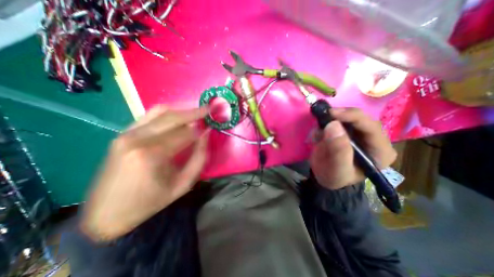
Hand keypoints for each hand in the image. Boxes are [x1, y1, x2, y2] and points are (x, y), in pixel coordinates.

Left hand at [79, 105, 209, 240]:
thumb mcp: (184, 184)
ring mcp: (126, 133)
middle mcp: (137, 138)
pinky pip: (149, 115)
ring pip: (161, 111)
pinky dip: (168, 113)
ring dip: (182, 110)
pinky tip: (178, 116)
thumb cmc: (151, 202)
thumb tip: (205, 134)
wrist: (106, 214)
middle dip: (194, 112)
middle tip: (208, 109)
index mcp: (152, 154)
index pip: (186, 133)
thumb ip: (199, 157)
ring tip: (196, 111)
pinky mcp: (122, 133)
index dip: (201, 129)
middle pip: (173, 117)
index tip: (210, 127)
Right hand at [308, 109, 395, 190]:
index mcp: (380, 151)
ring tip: (319, 132)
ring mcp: (360, 133)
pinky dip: (327, 122)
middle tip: (322, 118)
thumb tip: (333, 125)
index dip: (352, 117)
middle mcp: (374, 139)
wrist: (325, 176)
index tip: (331, 114)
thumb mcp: (336, 169)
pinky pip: (339, 120)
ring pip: (349, 117)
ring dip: (331, 120)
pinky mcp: (348, 131)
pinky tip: (319, 134)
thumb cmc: (334, 177)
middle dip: (340, 117)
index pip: (371, 127)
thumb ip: (338, 150)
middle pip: (360, 119)